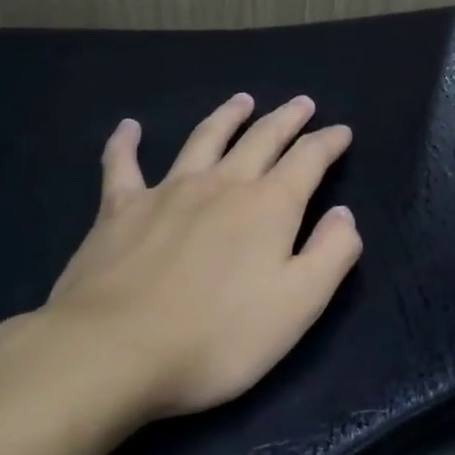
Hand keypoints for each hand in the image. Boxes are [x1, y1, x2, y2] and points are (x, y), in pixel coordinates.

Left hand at [22, 94, 361, 430]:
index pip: (309, 158)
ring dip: (227, 116)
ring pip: (205, 139)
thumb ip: (332, 253)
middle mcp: (223, 184)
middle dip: (287, 119)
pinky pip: (122, 166)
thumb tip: (343, 214)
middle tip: (302, 103)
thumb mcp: (298, 304)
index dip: (329, 142)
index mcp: (269, 205)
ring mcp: (168, 191)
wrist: (111, 353)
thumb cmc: (216, 336)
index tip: (342, 131)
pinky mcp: (119, 210)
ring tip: (242, 101)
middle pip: (262, 138)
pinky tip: (129, 127)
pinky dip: (125, 144)